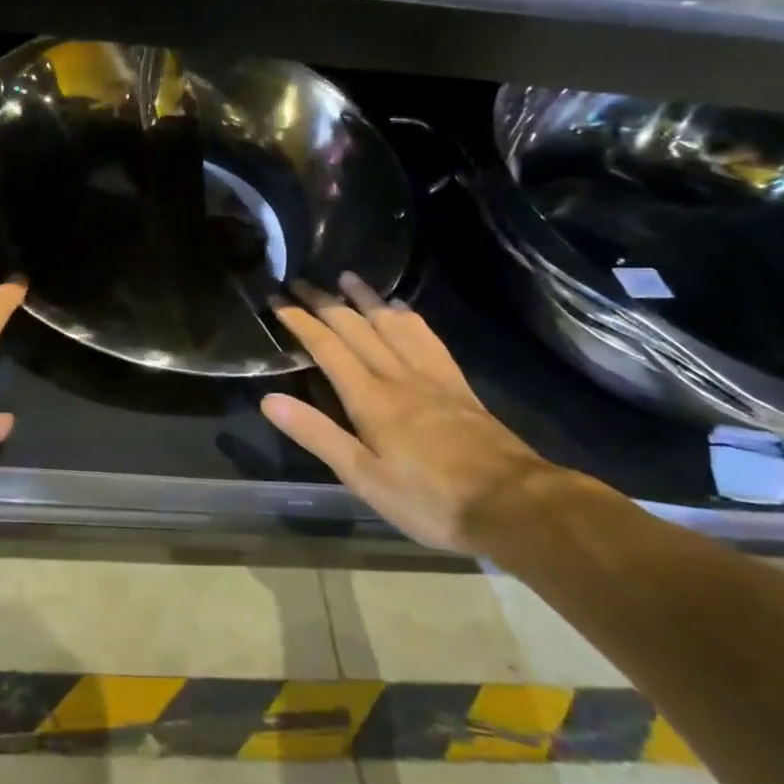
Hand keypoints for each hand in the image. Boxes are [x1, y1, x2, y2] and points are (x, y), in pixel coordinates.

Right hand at [261, 274, 562, 553]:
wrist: (515, 505)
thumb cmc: (430, 500)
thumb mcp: (364, 478)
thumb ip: (317, 435)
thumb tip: (269, 399)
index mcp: (370, 398)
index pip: (327, 347)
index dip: (300, 320)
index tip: (277, 299)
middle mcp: (398, 375)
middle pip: (356, 327)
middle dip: (324, 302)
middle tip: (300, 280)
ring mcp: (431, 376)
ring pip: (392, 324)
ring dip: (366, 298)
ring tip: (347, 277)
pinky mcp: (457, 384)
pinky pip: (427, 338)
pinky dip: (408, 317)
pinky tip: (403, 311)